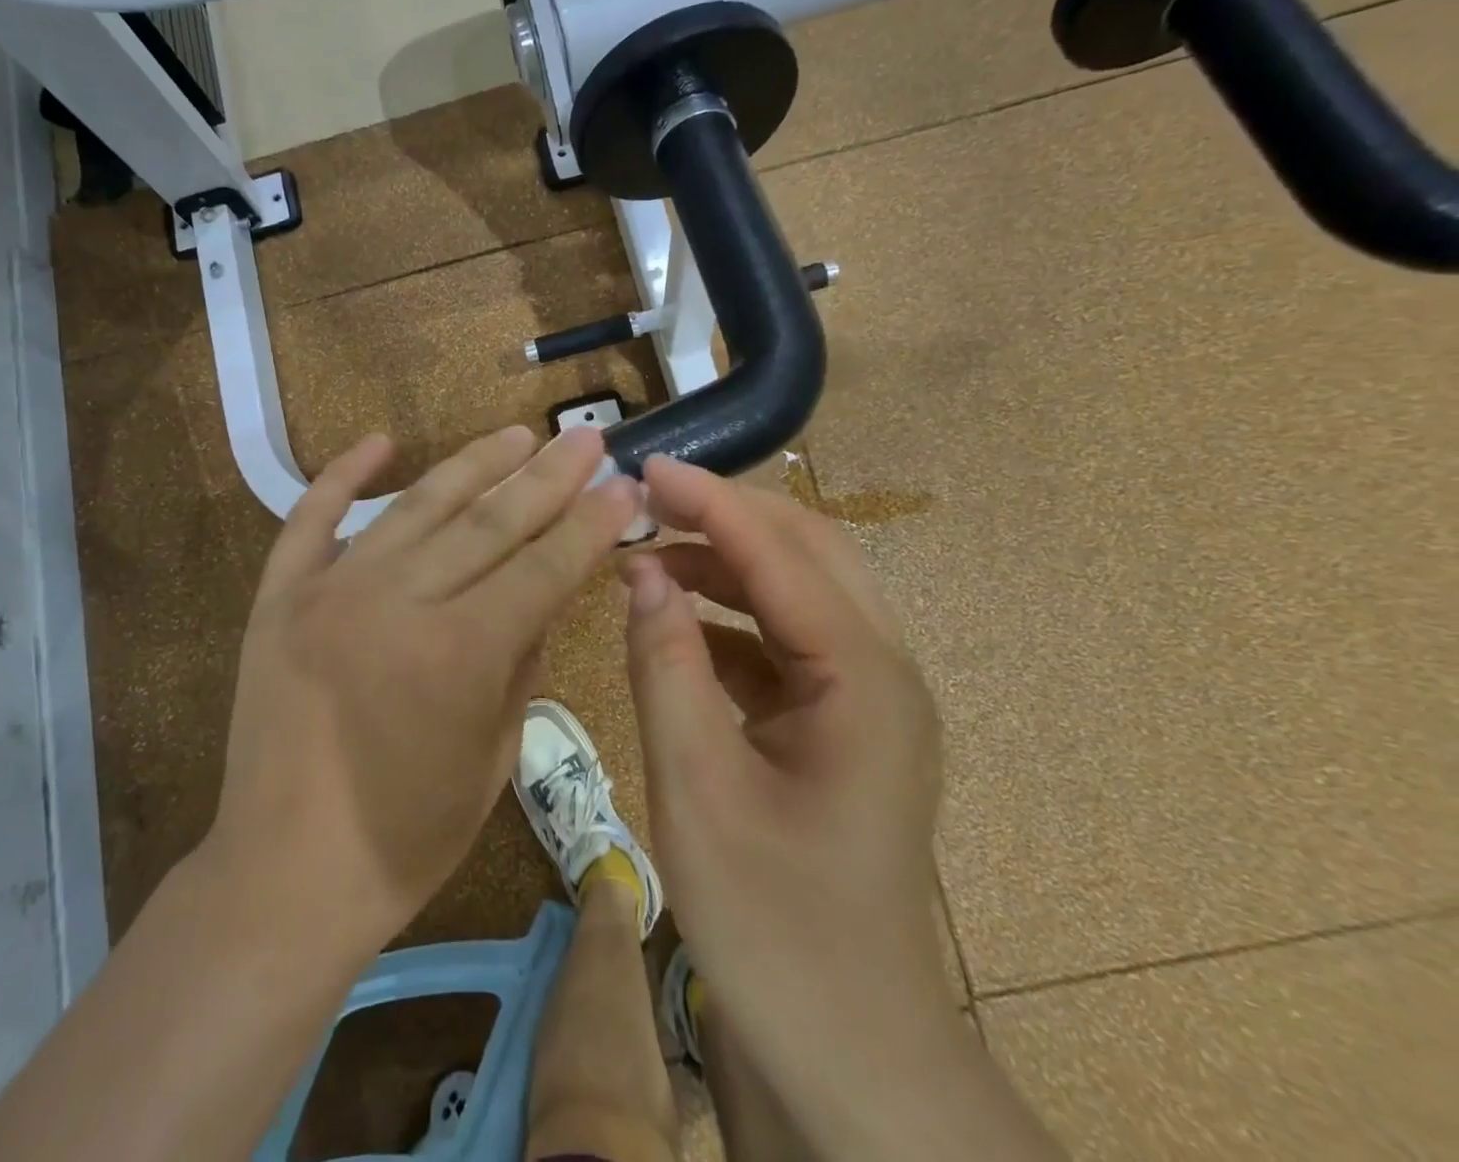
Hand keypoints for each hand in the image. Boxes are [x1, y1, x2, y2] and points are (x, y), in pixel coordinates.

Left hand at [210, 425, 639, 946]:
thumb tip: (543, 596)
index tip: (623, 485)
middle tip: (586, 438)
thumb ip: (523, 663)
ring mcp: (329, 592)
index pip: (543, 566)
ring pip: (415, 506)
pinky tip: (380, 443)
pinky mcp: (279, 598)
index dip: (590, 523)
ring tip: (517, 434)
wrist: (283, 878)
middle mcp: (395, 603)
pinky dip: (342, 475)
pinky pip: (310, 520)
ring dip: (472, 464)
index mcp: (457, 653)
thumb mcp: (494, 757)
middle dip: (547, 477)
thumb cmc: (406, 838)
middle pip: (488, 522)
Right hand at [620, 455, 945, 1033]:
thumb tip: (639, 569)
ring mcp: (865, 698)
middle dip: (724, 514)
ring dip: (724, 561)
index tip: (644, 467)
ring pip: (795, 591)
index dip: (708, 501)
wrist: (848, 1055)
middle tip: (645, 498)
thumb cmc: (774, 927)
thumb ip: (664, 665)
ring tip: (647, 551)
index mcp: (864, 679)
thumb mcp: (696, 788)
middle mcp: (881, 670)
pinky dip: (727, 616)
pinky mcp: (839, 723)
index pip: (779, 554)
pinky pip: (781, 640)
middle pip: (806, 552)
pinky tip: (673, 620)